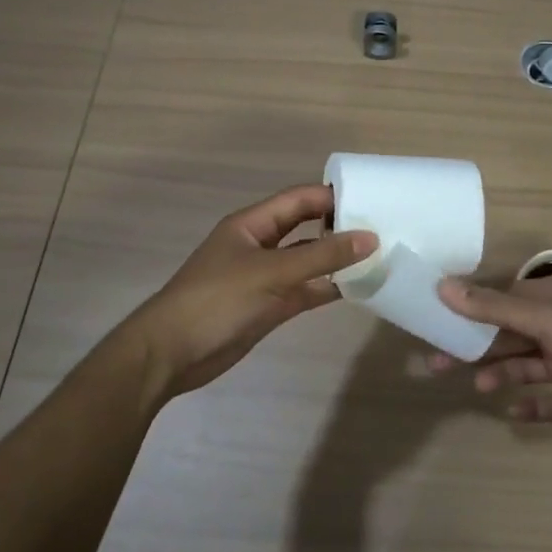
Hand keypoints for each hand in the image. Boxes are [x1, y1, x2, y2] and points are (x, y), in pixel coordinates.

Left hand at [124, 184, 376, 397]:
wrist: (171, 354)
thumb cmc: (217, 300)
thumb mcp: (272, 273)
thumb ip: (321, 256)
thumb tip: (370, 237)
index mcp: (252, 224)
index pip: (298, 199)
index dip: (331, 196)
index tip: (371, 200)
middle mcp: (260, 245)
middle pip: (304, 227)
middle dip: (337, 226)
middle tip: (381, 227)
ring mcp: (264, 277)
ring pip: (307, 261)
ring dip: (335, 260)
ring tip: (377, 256)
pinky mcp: (268, 306)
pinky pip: (304, 290)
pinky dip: (326, 288)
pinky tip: (357, 288)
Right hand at [430, 274, 551, 424]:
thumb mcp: (545, 317)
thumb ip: (494, 308)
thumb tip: (443, 286)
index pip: (501, 299)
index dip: (469, 309)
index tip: (436, 320)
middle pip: (508, 334)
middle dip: (476, 348)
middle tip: (436, 363)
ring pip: (527, 366)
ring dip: (501, 374)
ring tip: (477, 387)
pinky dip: (535, 406)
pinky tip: (514, 413)